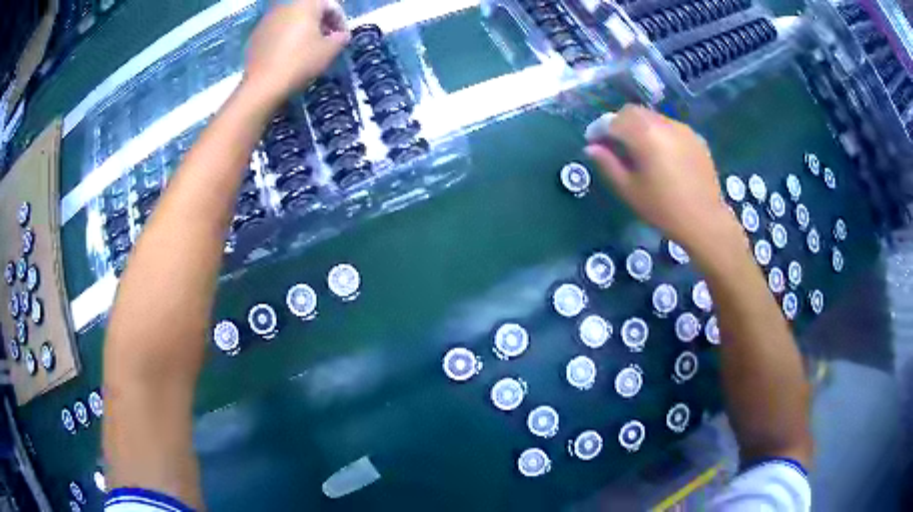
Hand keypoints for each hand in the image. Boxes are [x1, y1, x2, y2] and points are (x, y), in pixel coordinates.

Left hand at [242, 0, 349, 106]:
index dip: (340, 21)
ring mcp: (267, 19)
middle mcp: (286, 6)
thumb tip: (340, 36)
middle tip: (326, 42)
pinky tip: (288, 56)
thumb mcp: (330, 50)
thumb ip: (340, 38)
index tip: (342, 38)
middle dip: (320, 23)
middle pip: (309, 10)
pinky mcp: (256, 34)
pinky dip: (286, 38)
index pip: (331, 5)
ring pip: (292, 19)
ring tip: (307, 50)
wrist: (263, 85)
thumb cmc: (301, 62)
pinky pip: (277, 30)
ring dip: (303, 30)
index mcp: (306, 4)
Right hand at [585, 105, 742, 257]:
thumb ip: (608, 164)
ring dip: (639, 127)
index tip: (593, 142)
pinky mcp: (695, 137)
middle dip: (618, 123)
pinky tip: (661, 156)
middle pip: (632, 112)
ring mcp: (682, 128)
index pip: (613, 121)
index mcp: (644, 135)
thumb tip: (591, 148)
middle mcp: (663, 124)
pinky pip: (669, 127)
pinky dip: (659, 134)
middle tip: (614, 144)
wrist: (705, 221)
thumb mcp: (630, 190)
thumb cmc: (664, 209)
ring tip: (638, 150)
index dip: (599, 129)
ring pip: (652, 117)